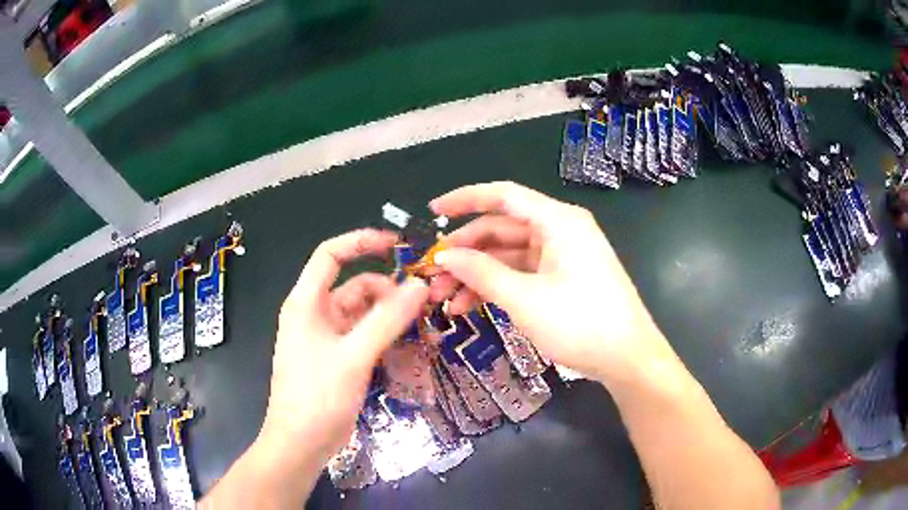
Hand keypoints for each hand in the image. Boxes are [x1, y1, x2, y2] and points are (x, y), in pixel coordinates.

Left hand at [260, 229, 428, 464]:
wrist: (302, 442)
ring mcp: (329, 338)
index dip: (361, 242)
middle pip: (356, 286)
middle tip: (426, 302)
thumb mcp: (354, 355)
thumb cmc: (318, 395)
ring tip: (425, 327)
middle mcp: (316, 314)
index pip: (330, 255)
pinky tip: (412, 347)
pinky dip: (387, 337)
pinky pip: (367, 337)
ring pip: (365, 313)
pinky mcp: (340, 358)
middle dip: (389, 290)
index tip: (397, 246)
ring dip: (393, 317)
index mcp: (307, 302)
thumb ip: (387, 320)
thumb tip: (420, 285)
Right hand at [428, 182, 675, 383]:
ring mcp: (561, 256)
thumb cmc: (580, 323)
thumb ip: (481, 272)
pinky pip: (521, 274)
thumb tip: (444, 256)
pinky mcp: (562, 278)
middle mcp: (559, 230)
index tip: (432, 211)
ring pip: (508, 255)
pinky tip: (469, 307)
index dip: (465, 199)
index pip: (503, 196)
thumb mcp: (525, 299)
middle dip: (465, 252)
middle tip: (432, 275)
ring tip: (444, 298)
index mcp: (557, 221)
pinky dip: (496, 287)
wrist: (626, 359)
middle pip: (501, 229)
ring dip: (476, 274)